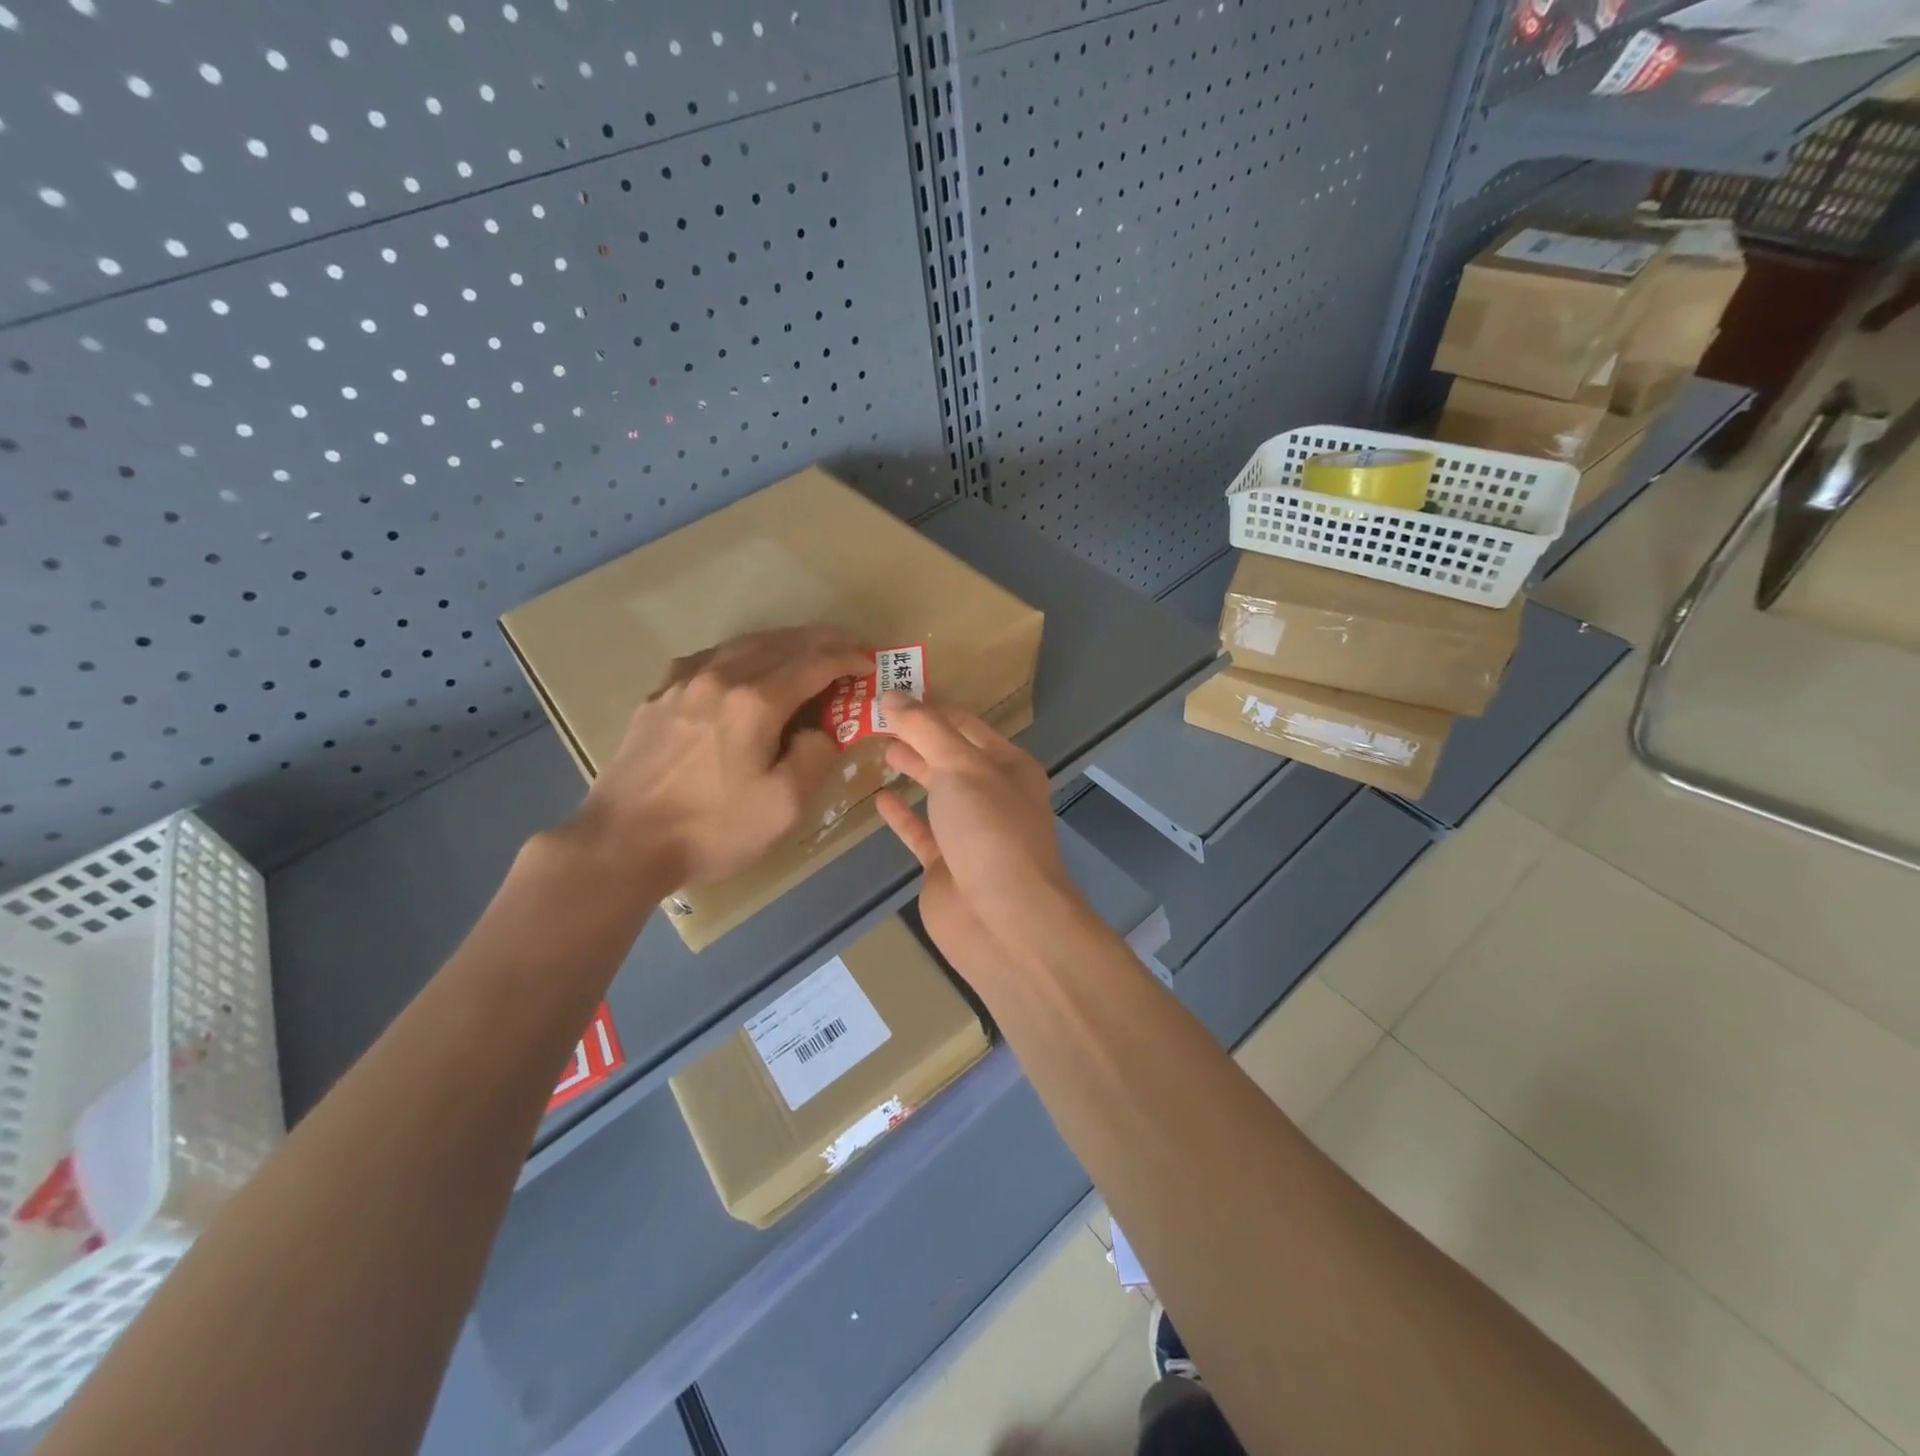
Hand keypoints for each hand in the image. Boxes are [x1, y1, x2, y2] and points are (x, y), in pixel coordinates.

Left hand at [572, 626, 872, 888]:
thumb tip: (822, 730)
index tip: (870, 663)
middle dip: (820, 642)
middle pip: (780, 644)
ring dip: (782, 643)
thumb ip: (815, 758)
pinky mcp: (658, 698)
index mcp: (755, 702)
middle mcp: (719, 678)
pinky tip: (739, 667)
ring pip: (742, 645)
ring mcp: (682, 683)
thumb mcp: (784, 806)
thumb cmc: (711, 829)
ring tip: (804, 651)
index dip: (848, 659)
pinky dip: (738, 654)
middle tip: (848, 648)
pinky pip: (707, 659)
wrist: (622, 844)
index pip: (814, 664)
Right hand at [874, 694, 1089, 989]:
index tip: (891, 692)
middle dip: (918, 736)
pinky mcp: (947, 865)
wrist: (1003, 919)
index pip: (964, 724)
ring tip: (878, 747)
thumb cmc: (989, 829)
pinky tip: (880, 798)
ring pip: (937, 792)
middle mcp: (992, 795)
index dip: (929, 707)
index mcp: (1007, 765)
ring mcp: (970, 832)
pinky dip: (902, 815)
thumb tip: (891, 695)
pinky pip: (921, 831)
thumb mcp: (960, 766)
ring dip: (913, 769)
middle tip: (875, 717)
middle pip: (950, 756)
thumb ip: (924, 729)